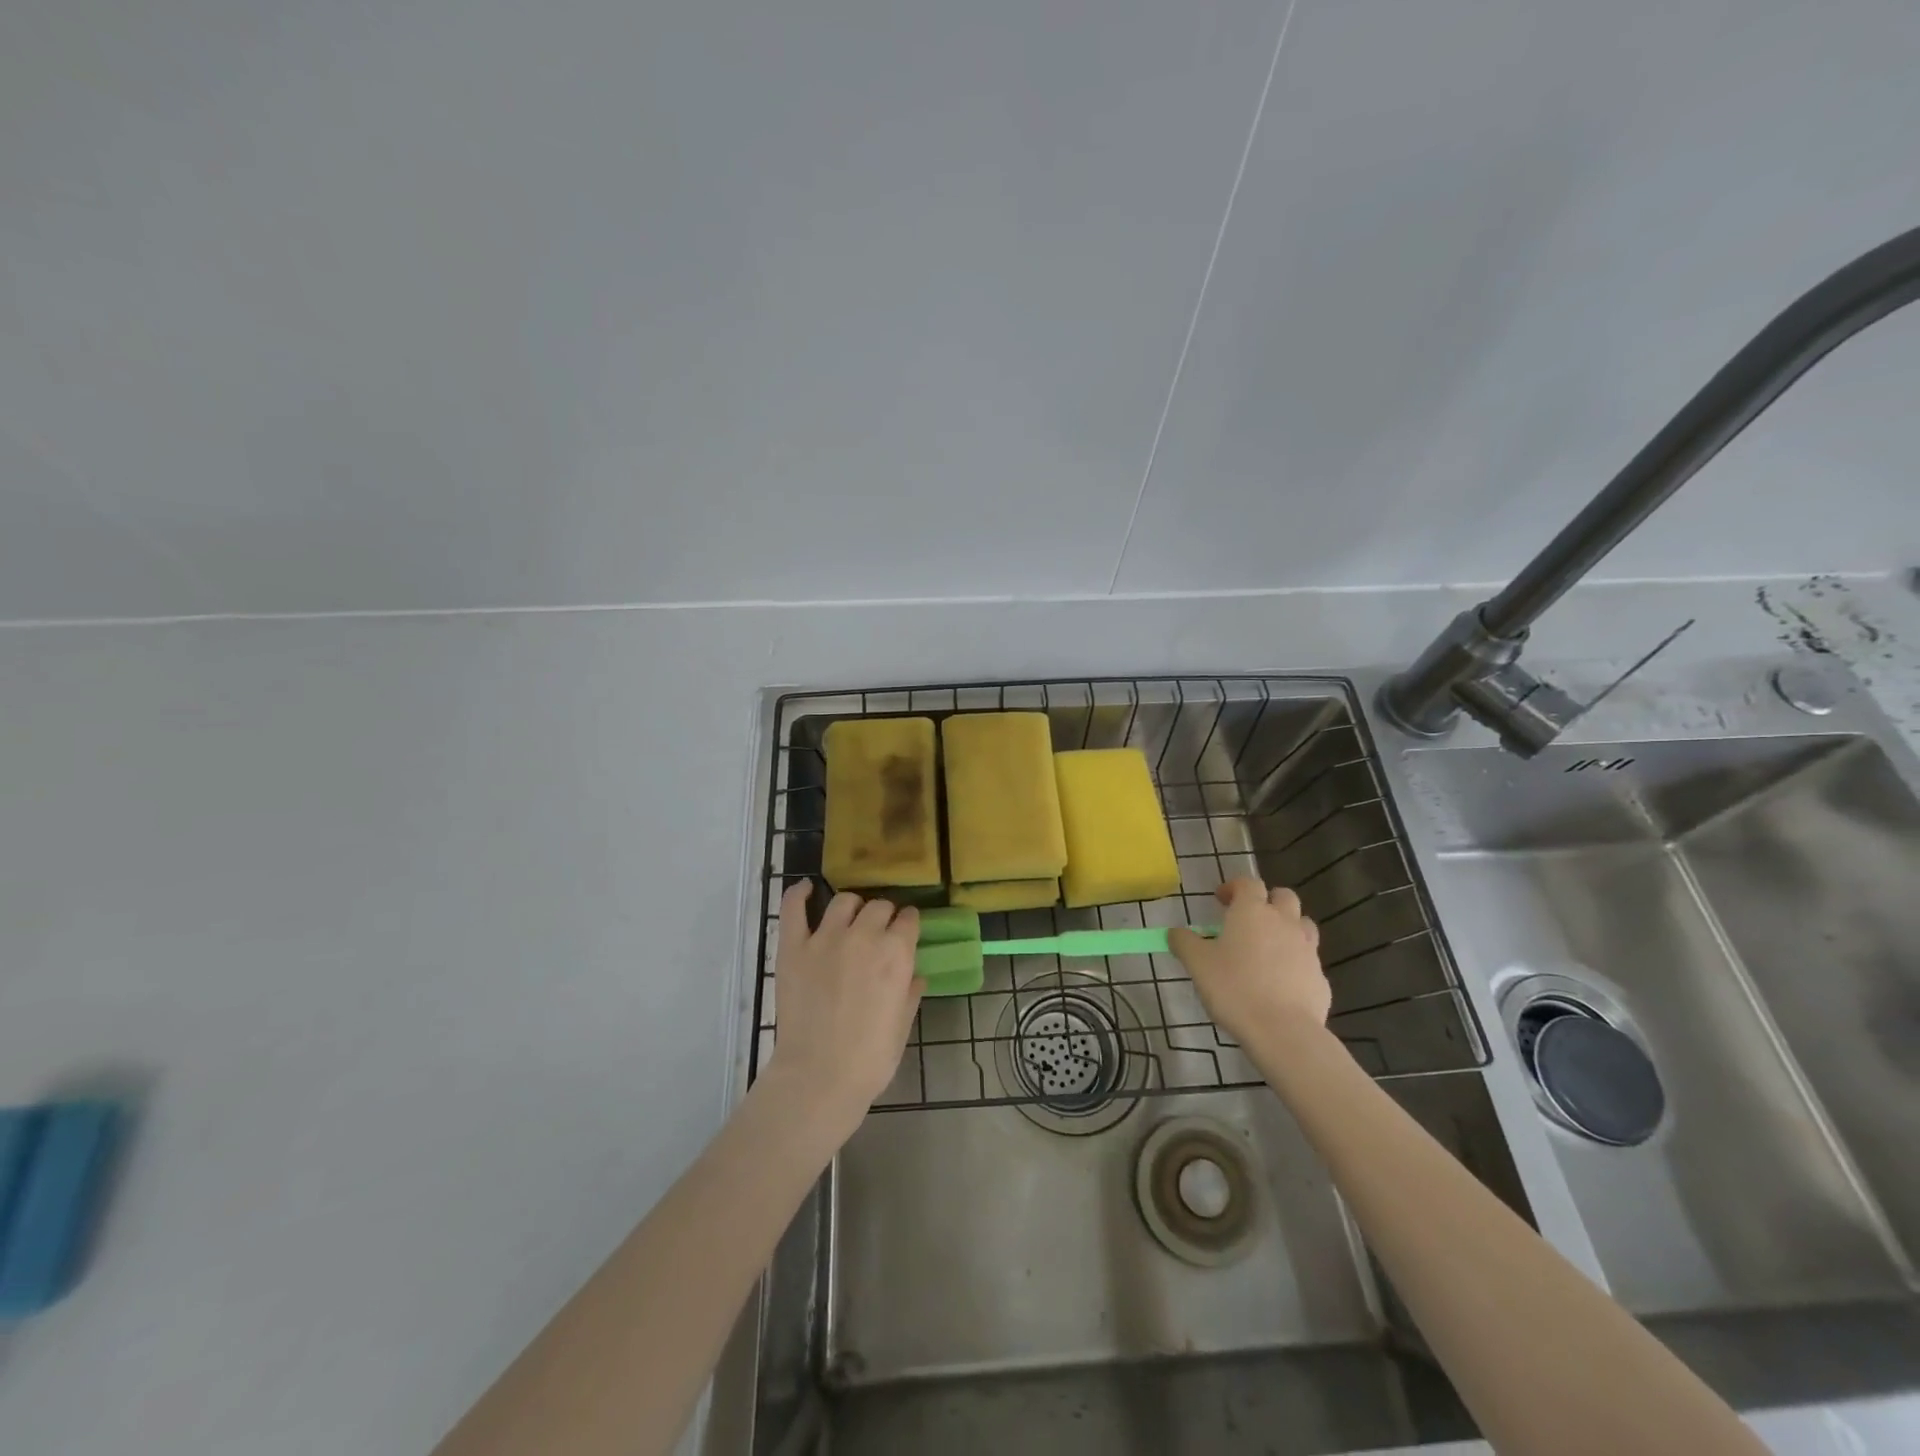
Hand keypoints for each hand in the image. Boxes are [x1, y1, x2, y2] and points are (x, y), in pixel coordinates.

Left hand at [764, 884, 922, 1139]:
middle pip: (879, 906)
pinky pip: (794, 909)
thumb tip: (914, 975)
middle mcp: (864, 936)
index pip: (909, 918)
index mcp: (896, 953)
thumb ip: (910, 992)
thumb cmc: (870, 1058)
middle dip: (884, 916)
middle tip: (879, 934)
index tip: (906, 932)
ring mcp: (825, 938)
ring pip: (845, 901)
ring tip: (851, 919)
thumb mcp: (902, 1025)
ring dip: (853, 907)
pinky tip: (806, 888)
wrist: (819, 1077)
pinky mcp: (794, 948)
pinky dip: (799, 894)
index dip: (908, 924)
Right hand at [1168, 877, 1327, 1049]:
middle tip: (1249, 919)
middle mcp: (1284, 922)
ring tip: (1269, 947)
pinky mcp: (1320, 978)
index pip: (1248, 883)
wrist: (1282, 1031)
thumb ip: (1184, 942)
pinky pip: (1308, 960)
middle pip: (1284, 896)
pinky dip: (1295, 962)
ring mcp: (1307, 949)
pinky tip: (1280, 983)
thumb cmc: (1234, 988)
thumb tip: (1176, 932)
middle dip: (1267, 901)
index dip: (1234, 887)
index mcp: (1252, 911)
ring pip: (1303, 925)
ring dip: (1288, 927)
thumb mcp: (1197, 963)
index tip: (1221, 900)